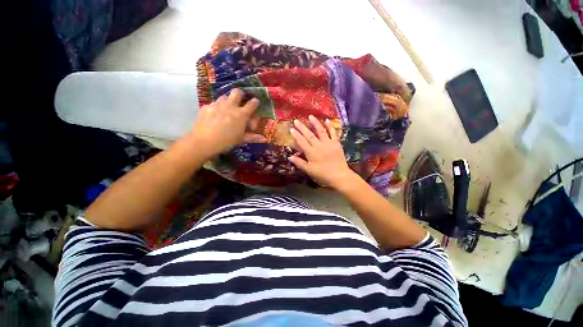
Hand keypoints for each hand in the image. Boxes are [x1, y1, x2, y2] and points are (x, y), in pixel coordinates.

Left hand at [190, 89, 266, 156]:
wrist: (204, 141)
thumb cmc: (227, 141)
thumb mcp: (241, 139)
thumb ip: (253, 137)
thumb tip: (264, 139)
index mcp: (241, 114)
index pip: (252, 103)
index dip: (255, 102)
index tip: (255, 103)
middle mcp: (230, 106)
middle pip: (237, 92)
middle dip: (241, 95)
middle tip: (240, 102)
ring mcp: (217, 104)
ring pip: (225, 97)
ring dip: (228, 101)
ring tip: (226, 111)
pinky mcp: (207, 106)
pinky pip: (214, 103)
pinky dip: (217, 108)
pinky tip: (215, 116)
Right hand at [289, 115, 358, 189]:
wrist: (339, 175)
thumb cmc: (323, 174)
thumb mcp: (309, 170)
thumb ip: (299, 163)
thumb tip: (289, 157)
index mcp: (311, 153)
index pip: (302, 142)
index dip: (296, 135)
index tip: (291, 129)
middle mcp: (319, 145)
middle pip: (309, 135)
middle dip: (302, 127)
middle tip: (297, 120)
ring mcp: (328, 143)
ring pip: (321, 131)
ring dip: (315, 123)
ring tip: (310, 116)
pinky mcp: (336, 143)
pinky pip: (333, 133)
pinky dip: (330, 126)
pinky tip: (327, 120)